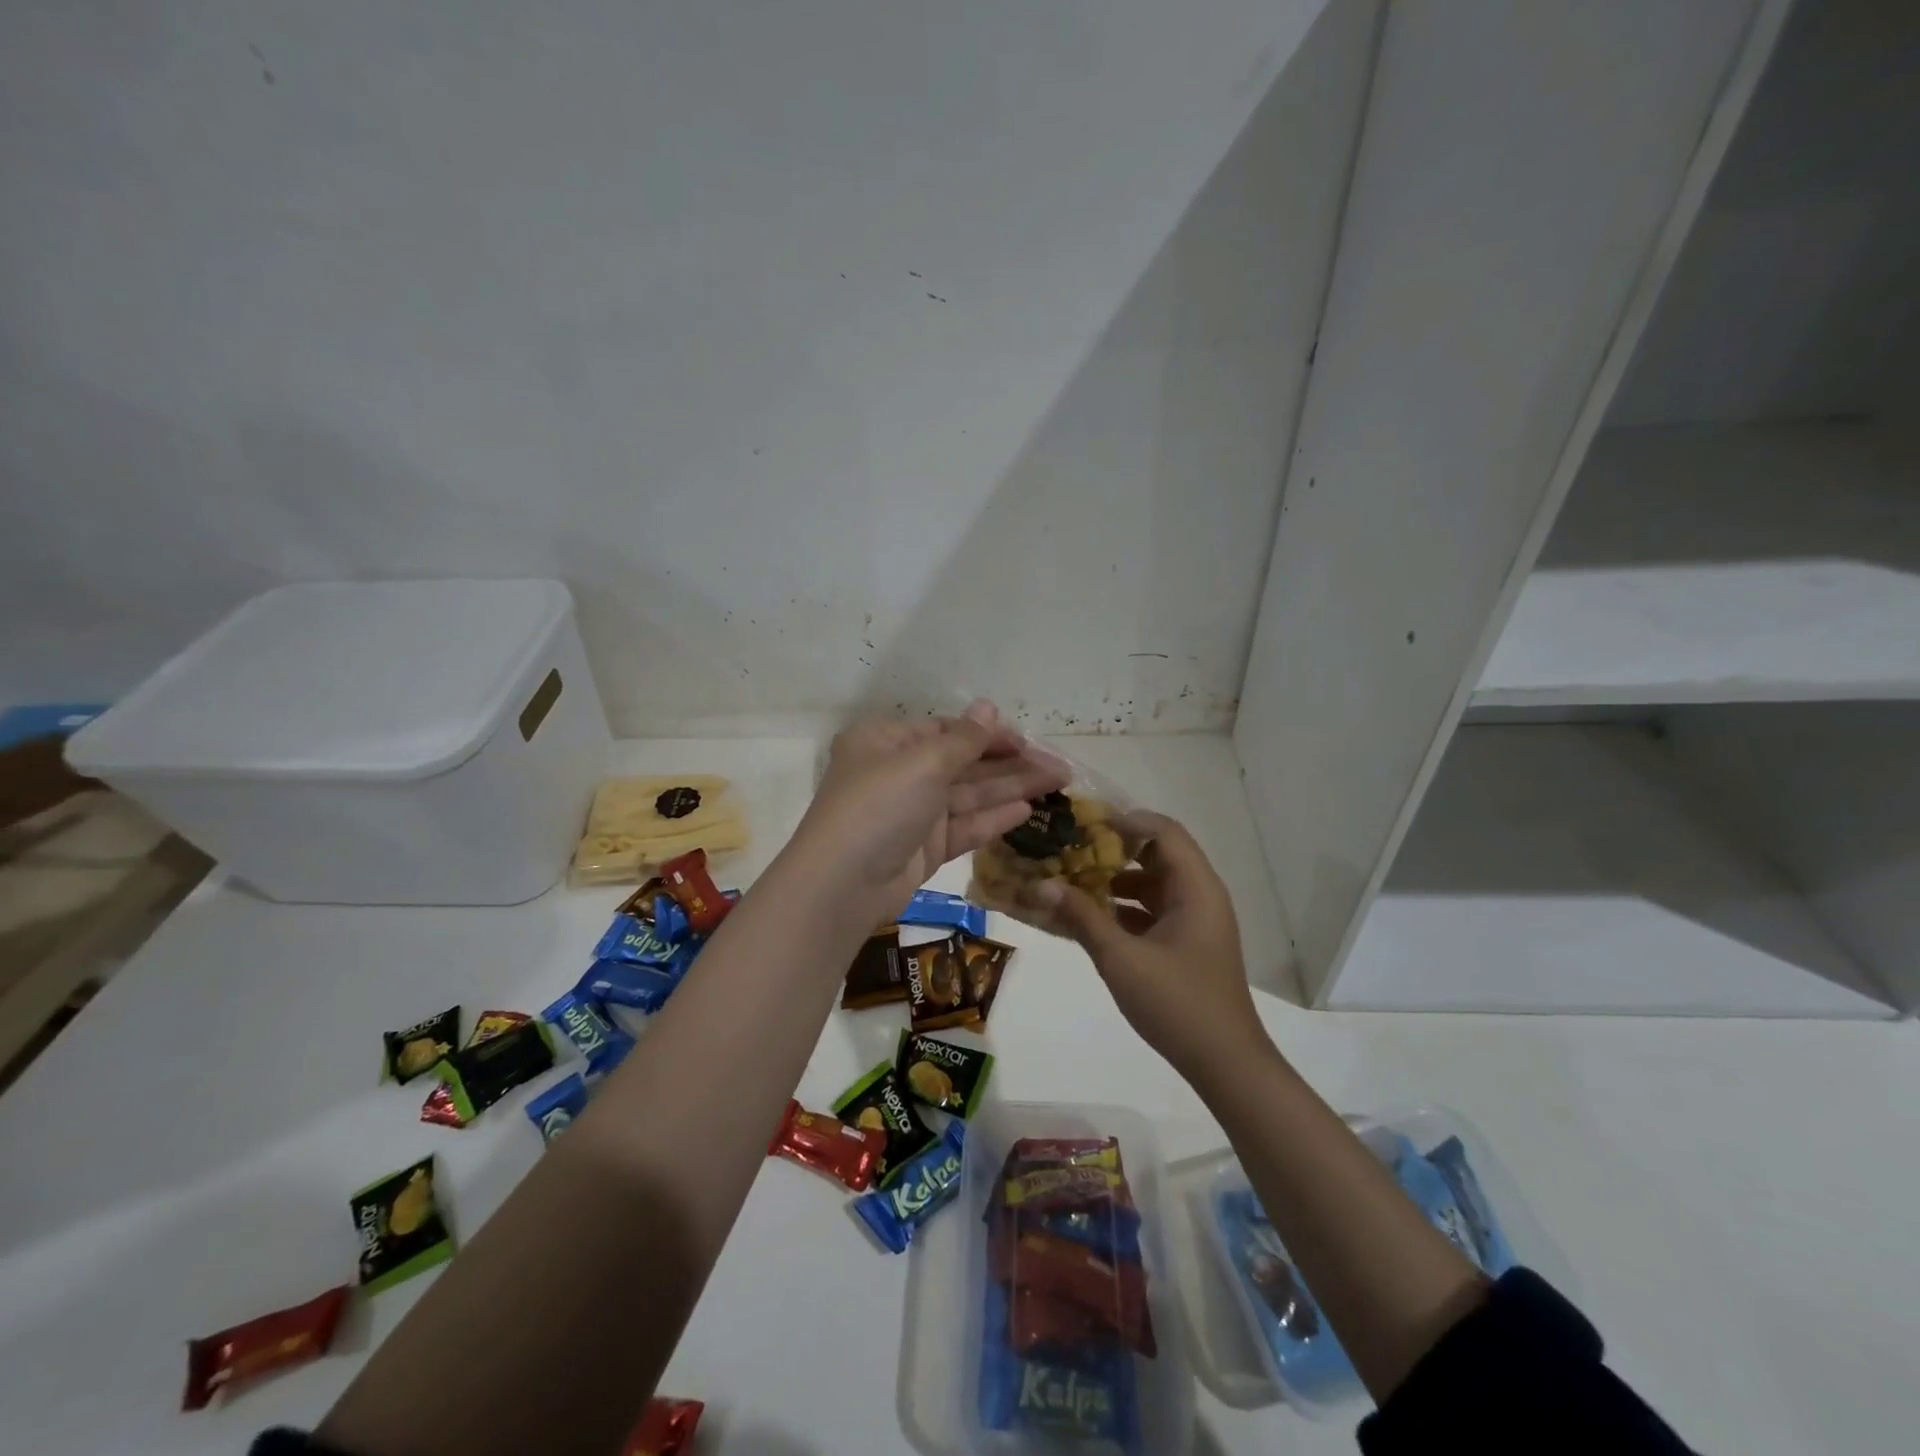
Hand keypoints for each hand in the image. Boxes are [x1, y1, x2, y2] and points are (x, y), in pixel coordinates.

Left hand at [788, 701, 1068, 923]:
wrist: (843, 884)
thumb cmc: (879, 806)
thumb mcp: (923, 762)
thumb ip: (964, 739)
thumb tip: (989, 707)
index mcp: (887, 742)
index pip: (946, 731)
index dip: (988, 734)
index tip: (1026, 740)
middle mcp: (899, 774)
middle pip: (963, 763)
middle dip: (1010, 763)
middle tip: (1059, 765)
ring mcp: (912, 813)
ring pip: (969, 795)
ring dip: (1011, 788)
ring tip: (1058, 782)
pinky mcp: (924, 849)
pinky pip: (964, 827)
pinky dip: (993, 819)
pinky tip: (1026, 811)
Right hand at [1016, 811, 1267, 1082]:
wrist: (1225, 1064)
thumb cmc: (1177, 1003)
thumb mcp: (1121, 958)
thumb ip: (1081, 917)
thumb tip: (1042, 884)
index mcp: (1196, 888)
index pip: (1163, 831)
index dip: (1124, 820)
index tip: (1083, 822)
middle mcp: (1200, 895)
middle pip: (1157, 853)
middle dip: (1113, 849)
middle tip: (1071, 848)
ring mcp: (1195, 921)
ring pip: (1153, 883)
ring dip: (1116, 879)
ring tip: (1072, 879)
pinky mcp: (1187, 943)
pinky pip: (1153, 910)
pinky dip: (1124, 907)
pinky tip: (1090, 917)